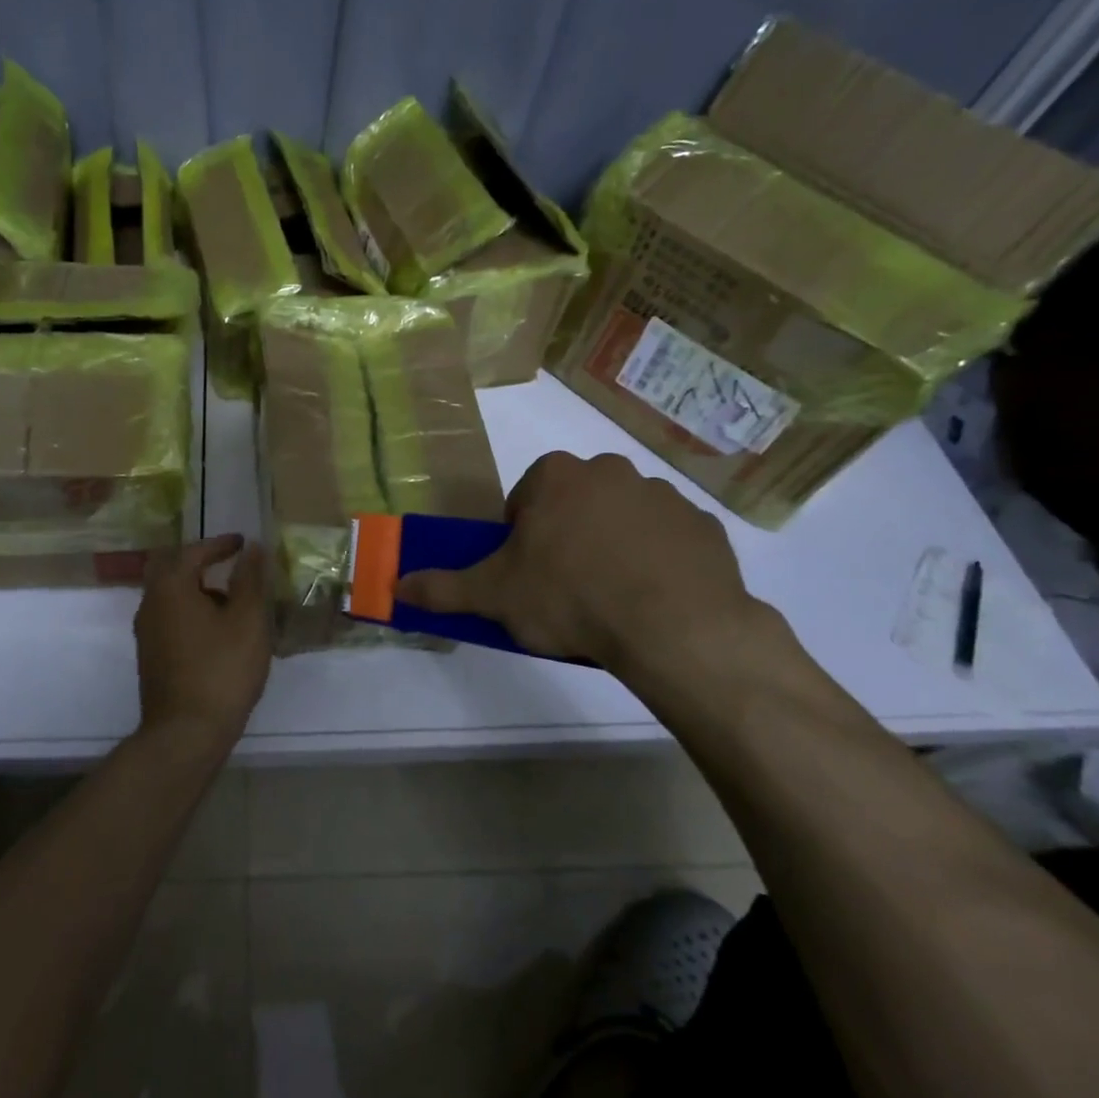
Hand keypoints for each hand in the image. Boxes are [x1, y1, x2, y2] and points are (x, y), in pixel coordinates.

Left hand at [134, 535, 272, 749]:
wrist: (186, 733)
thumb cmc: (222, 670)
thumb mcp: (247, 620)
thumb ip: (250, 580)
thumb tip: (252, 549)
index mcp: (171, 587)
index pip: (194, 551)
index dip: (220, 544)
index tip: (243, 543)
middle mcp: (150, 603)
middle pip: (171, 568)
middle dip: (199, 561)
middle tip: (227, 561)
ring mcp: (146, 632)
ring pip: (169, 594)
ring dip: (196, 587)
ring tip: (231, 600)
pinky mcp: (151, 656)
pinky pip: (169, 617)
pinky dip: (190, 610)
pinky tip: (216, 629)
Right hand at [396, 452, 775, 701]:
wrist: (674, 627)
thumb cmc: (570, 597)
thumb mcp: (494, 596)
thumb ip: (443, 588)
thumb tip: (395, 585)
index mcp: (556, 476)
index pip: (525, 498)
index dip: (520, 537)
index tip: (526, 574)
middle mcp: (610, 471)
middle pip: (574, 504)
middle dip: (566, 538)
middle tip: (564, 588)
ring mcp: (662, 495)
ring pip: (621, 519)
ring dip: (612, 547)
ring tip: (611, 600)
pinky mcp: (703, 526)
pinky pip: (667, 540)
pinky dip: (656, 562)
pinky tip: (652, 600)